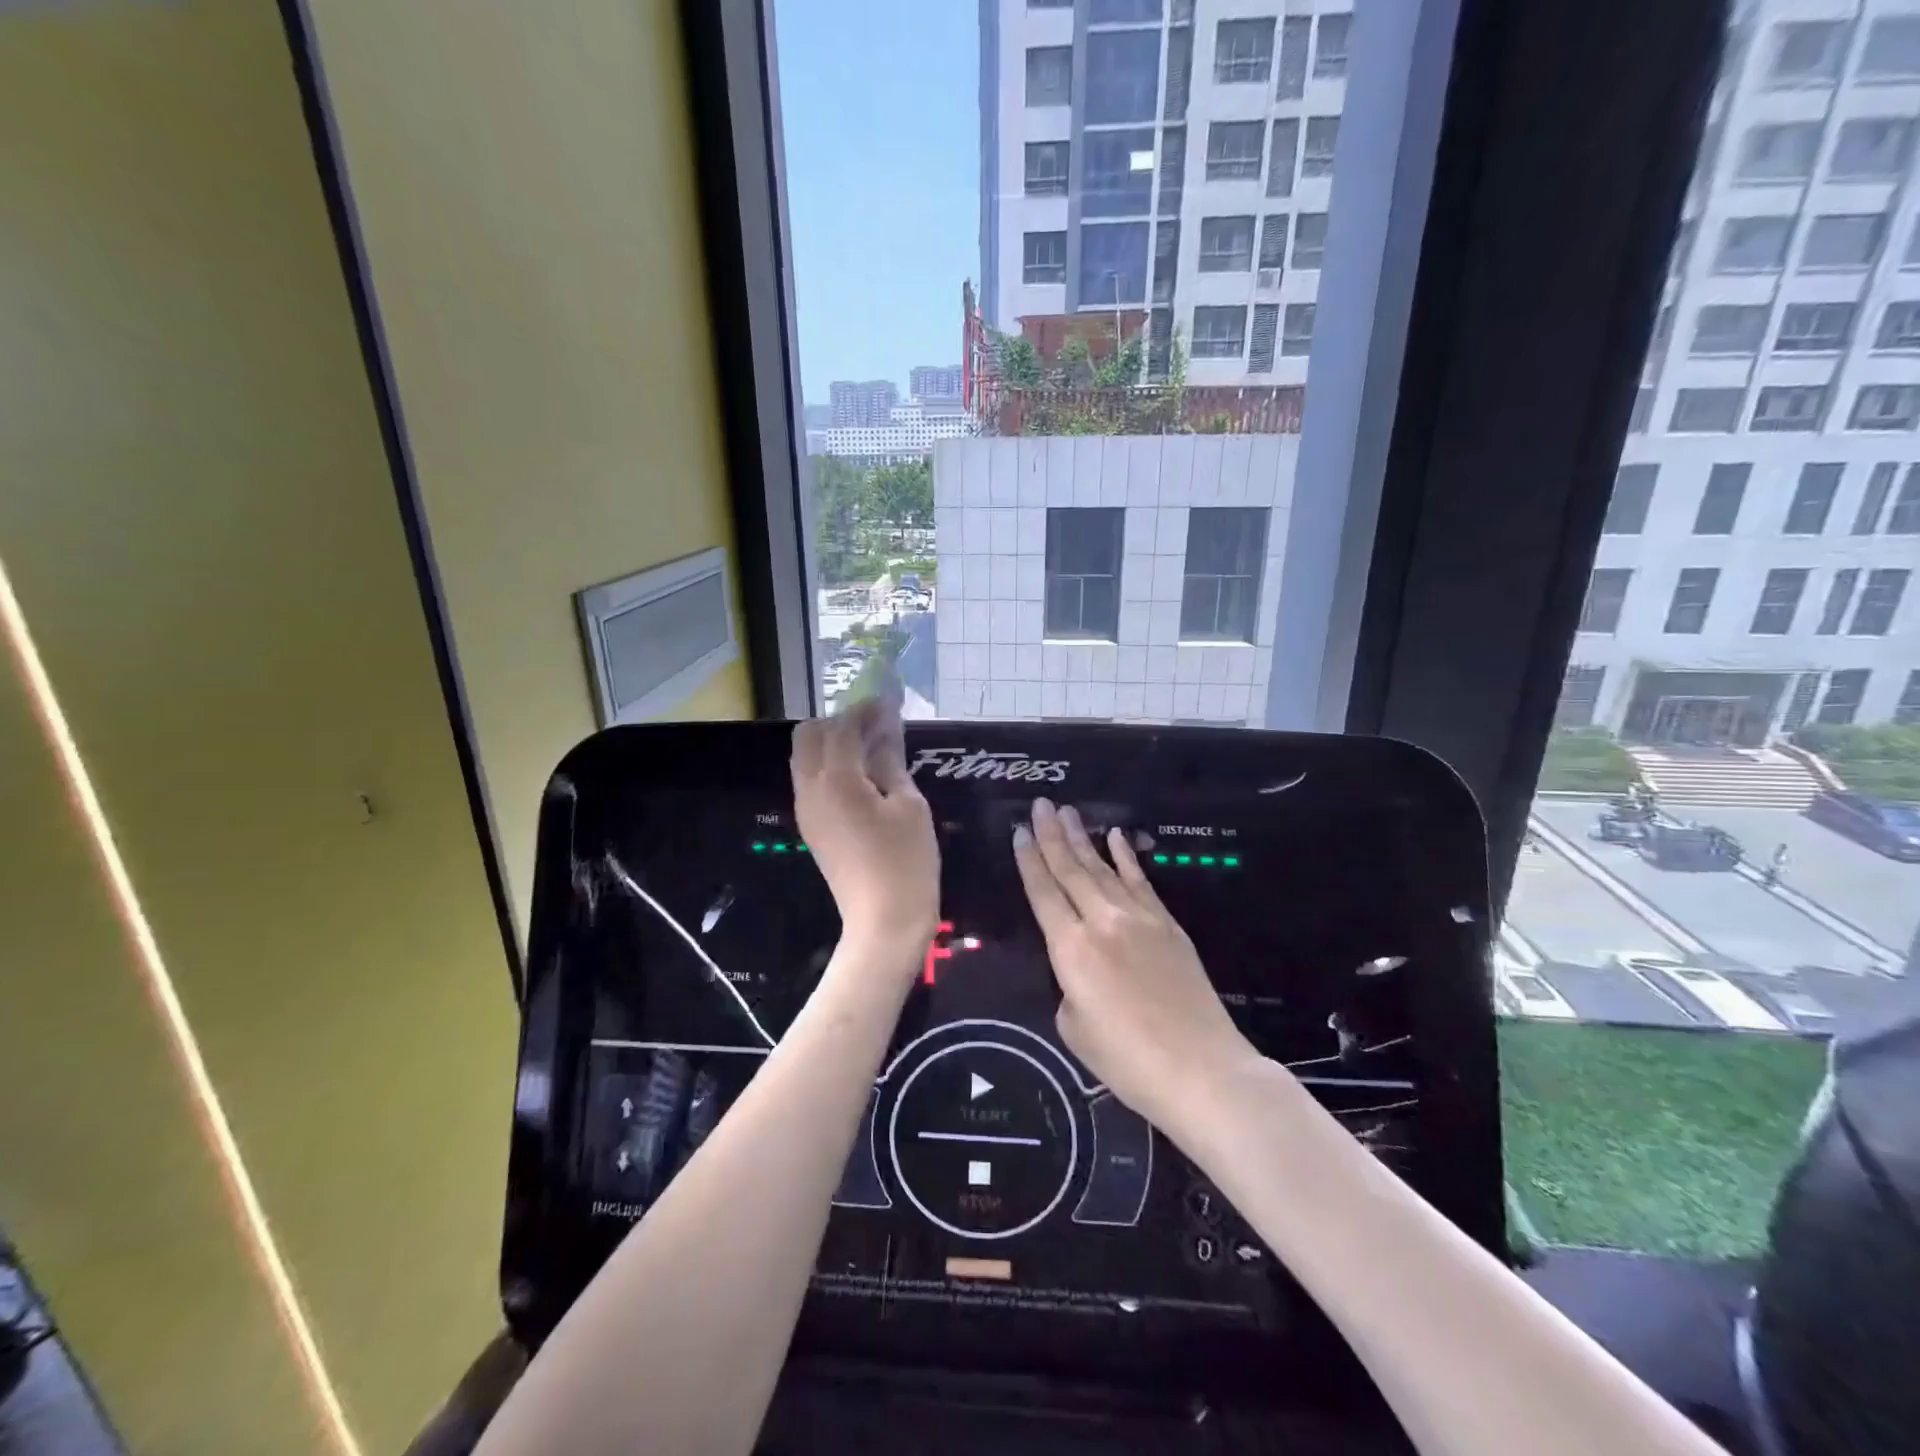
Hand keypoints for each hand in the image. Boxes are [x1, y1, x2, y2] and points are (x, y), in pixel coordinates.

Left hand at [792, 705, 938, 957]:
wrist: (884, 922)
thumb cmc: (906, 862)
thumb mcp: (909, 806)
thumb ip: (891, 762)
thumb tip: (885, 730)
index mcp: (836, 779)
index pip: (842, 726)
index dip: (865, 710)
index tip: (888, 702)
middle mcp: (810, 789)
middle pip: (808, 735)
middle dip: (838, 722)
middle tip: (874, 727)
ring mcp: (806, 810)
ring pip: (805, 758)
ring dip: (831, 744)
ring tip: (871, 750)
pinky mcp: (811, 827)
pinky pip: (810, 782)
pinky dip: (830, 767)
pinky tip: (862, 777)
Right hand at [1013, 799, 1260, 1132]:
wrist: (1202, 1070)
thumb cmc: (1128, 1061)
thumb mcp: (1074, 1028)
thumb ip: (1068, 986)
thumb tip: (1080, 967)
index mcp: (1071, 949)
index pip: (1043, 892)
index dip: (1029, 860)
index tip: (1020, 831)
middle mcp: (1102, 922)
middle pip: (1071, 869)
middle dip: (1053, 835)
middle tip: (1041, 804)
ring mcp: (1140, 919)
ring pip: (1103, 869)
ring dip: (1083, 838)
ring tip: (1068, 811)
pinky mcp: (1169, 925)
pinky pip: (1141, 881)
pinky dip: (1125, 857)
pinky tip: (1115, 836)